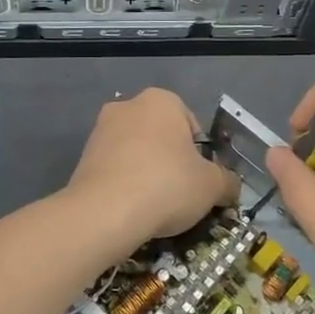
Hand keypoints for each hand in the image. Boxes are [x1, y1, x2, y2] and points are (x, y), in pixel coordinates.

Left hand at [67, 89, 239, 257]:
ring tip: (155, 207)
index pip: (192, 125)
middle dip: (172, 162)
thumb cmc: (166, 185)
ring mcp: (101, 131)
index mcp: (161, 100)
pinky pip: (116, 169)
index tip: (201, 182)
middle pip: (162, 137)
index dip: (202, 156)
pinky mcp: (83, 158)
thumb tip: (231, 186)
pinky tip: (132, 209)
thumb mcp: (212, 186)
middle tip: (181, 195)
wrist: (104, 213)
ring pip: (137, 153)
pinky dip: (126, 185)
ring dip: (148, 173)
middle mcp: (128, 106)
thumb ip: (228, 181)